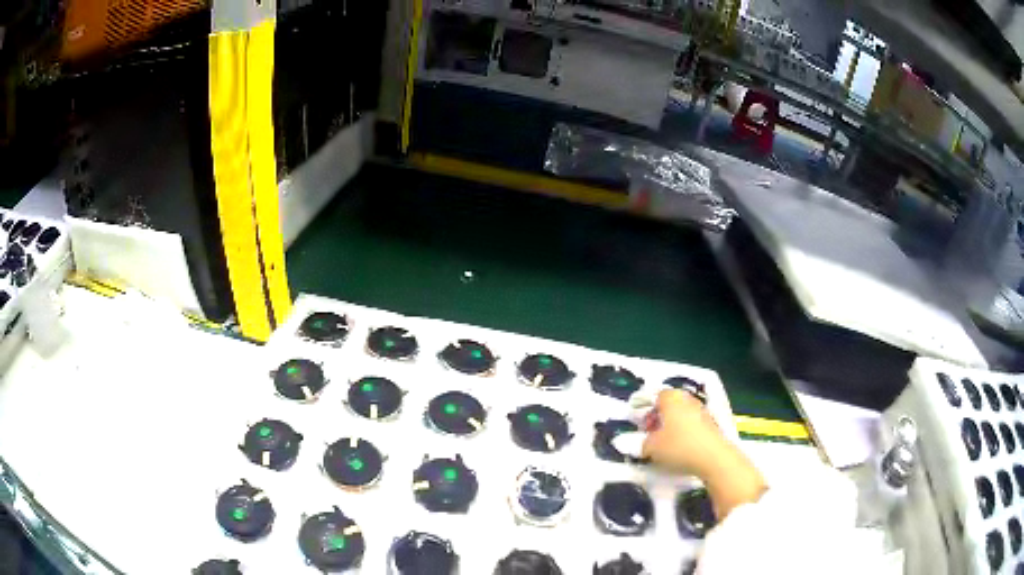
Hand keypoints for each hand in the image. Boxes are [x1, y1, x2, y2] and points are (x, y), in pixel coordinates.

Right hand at [643, 390, 766, 518]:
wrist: (714, 457)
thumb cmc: (679, 447)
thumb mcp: (652, 447)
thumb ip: (638, 443)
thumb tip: (626, 442)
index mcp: (671, 398)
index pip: (653, 396)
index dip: (642, 405)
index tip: (635, 415)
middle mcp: (686, 399)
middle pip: (667, 404)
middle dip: (655, 415)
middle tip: (646, 429)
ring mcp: (701, 410)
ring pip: (679, 414)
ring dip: (668, 424)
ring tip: (659, 440)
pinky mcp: (710, 424)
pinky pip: (689, 423)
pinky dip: (680, 430)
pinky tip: (675, 445)